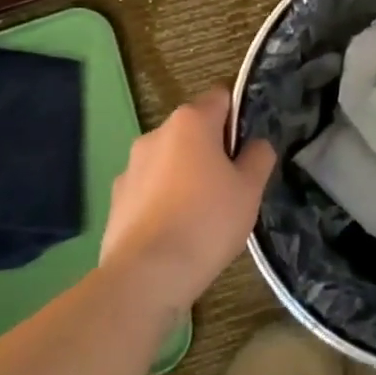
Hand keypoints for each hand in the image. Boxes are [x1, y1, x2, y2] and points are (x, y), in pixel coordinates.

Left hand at [100, 87, 275, 312]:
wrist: (145, 276)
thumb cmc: (206, 222)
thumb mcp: (250, 190)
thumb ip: (258, 157)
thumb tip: (256, 144)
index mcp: (191, 121)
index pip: (221, 98)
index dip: (238, 118)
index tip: (248, 150)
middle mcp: (156, 133)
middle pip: (193, 130)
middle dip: (211, 150)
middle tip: (231, 186)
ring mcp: (131, 166)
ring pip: (170, 160)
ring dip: (185, 175)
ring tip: (201, 215)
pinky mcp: (116, 198)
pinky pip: (150, 188)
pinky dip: (163, 200)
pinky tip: (174, 232)